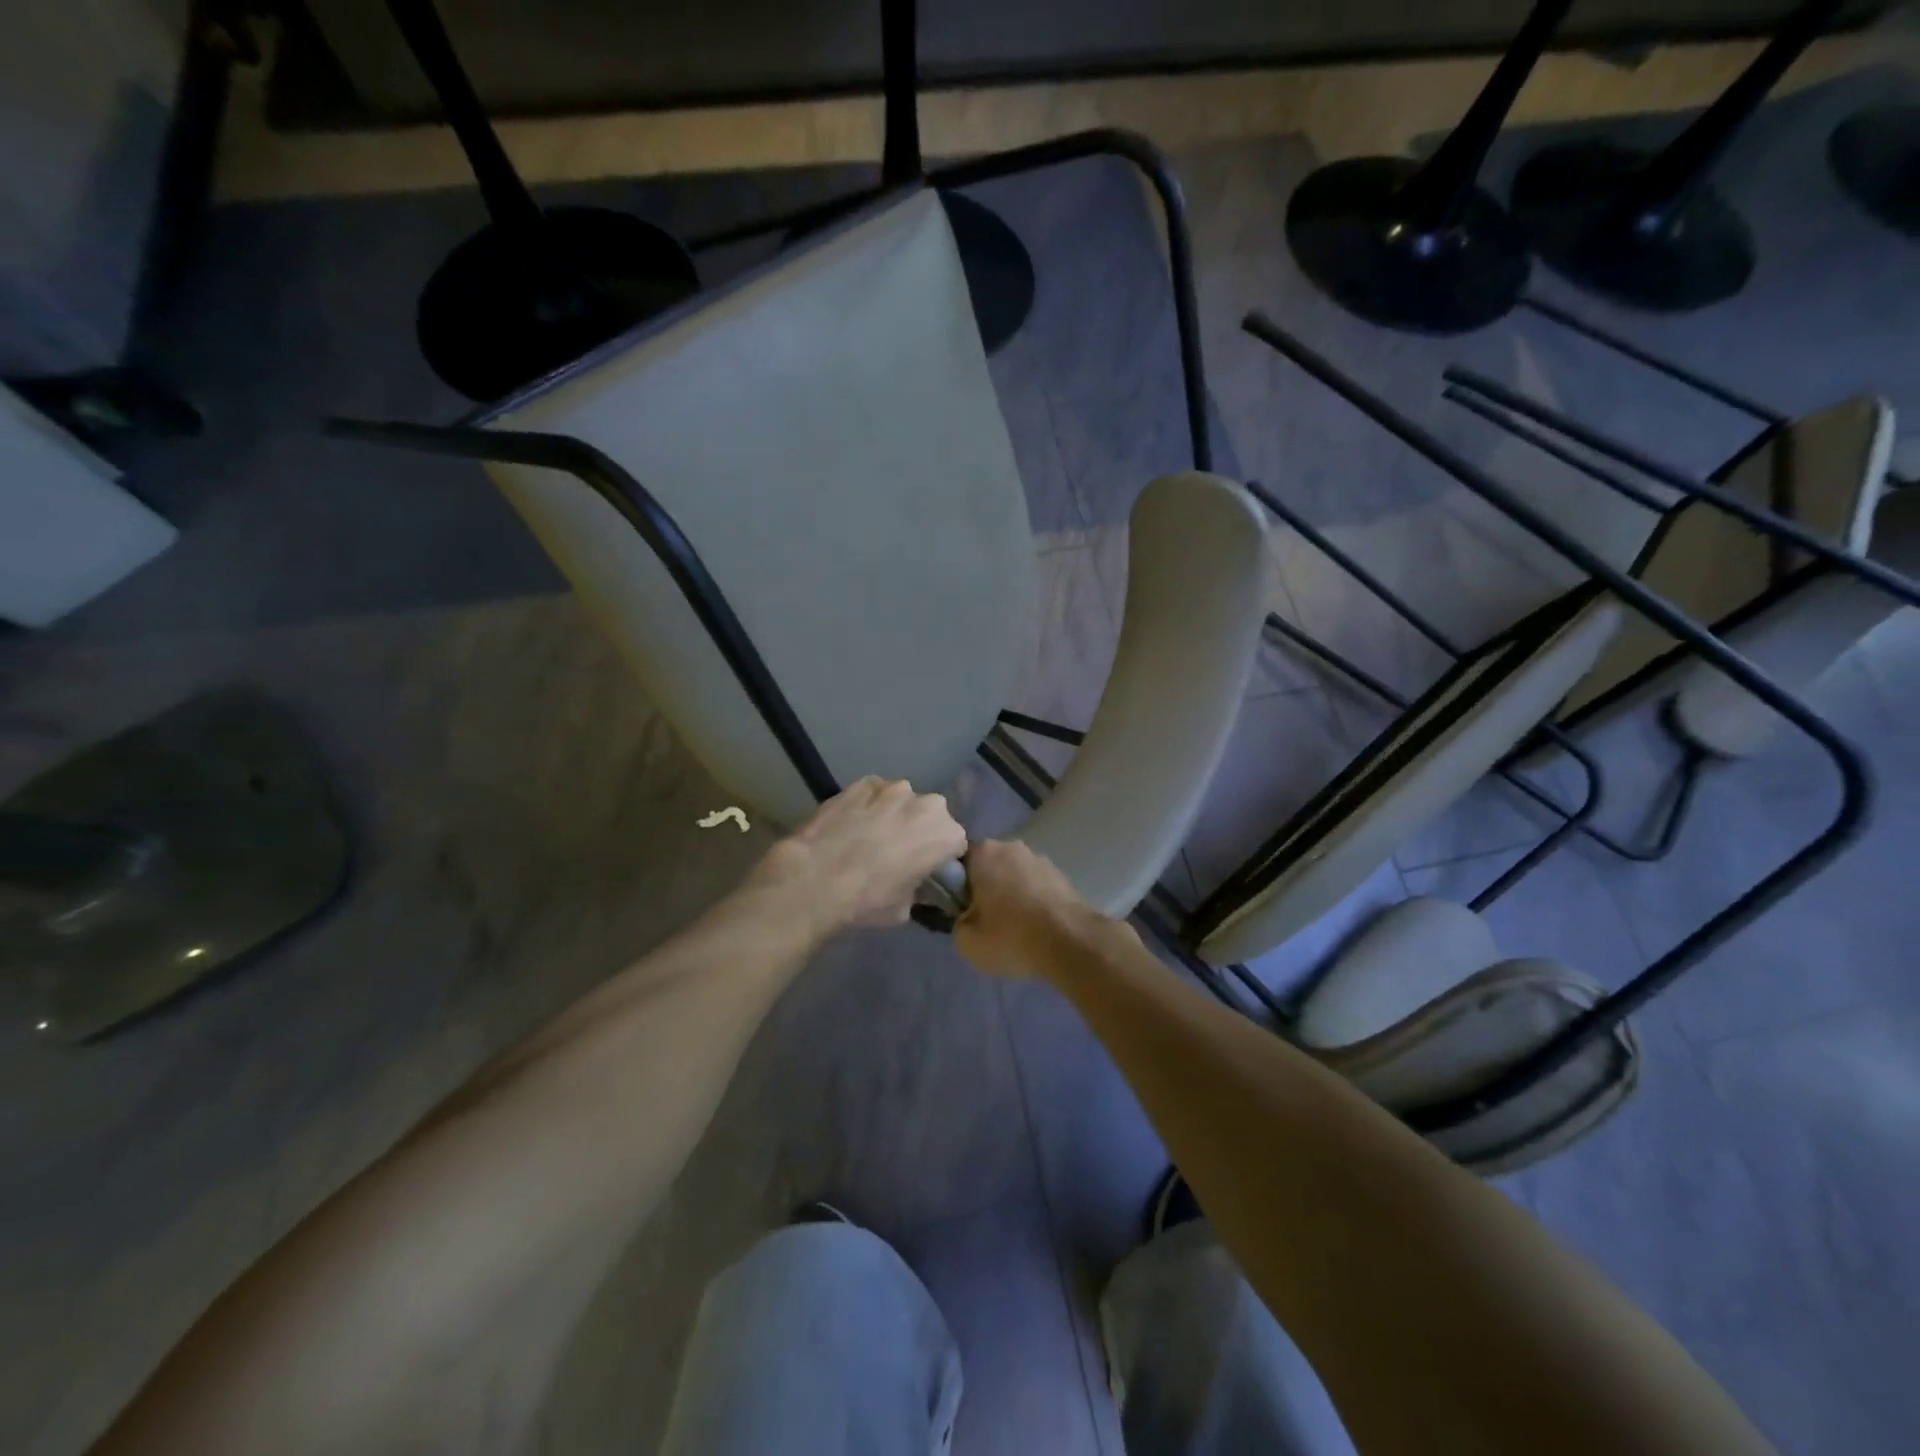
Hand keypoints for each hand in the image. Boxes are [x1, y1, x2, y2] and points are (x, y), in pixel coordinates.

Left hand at [750, 777, 967, 936]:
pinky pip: (874, 793)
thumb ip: (919, 889)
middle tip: (898, 852)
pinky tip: (851, 823)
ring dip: (894, 814)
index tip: (926, 870)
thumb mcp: (905, 908)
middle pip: (931, 816)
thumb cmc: (868, 900)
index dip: (941, 858)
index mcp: (947, 834)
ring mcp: (893, 788)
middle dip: (920, 830)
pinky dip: (868, 805)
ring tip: (870, 835)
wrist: (816, 878)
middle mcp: (928, 803)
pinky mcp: (863, 782)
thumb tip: (914, 883)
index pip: (955, 844)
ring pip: (902, 800)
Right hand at [953, 838, 1121, 979]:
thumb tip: (967, 918)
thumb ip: (957, 923)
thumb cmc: (1011, 935)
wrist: (1071, 941)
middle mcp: (1010, 846)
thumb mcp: (966, 941)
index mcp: (983, 852)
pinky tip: (1033, 925)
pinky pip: (1034, 885)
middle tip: (983, 919)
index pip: (957, 862)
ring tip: (1012, 926)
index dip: (953, 885)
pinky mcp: (1060, 874)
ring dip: (1009, 893)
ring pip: (1012, 875)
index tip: (958, 908)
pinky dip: (1030, 900)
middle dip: (983, 887)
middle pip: (987, 866)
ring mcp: (1038, 858)